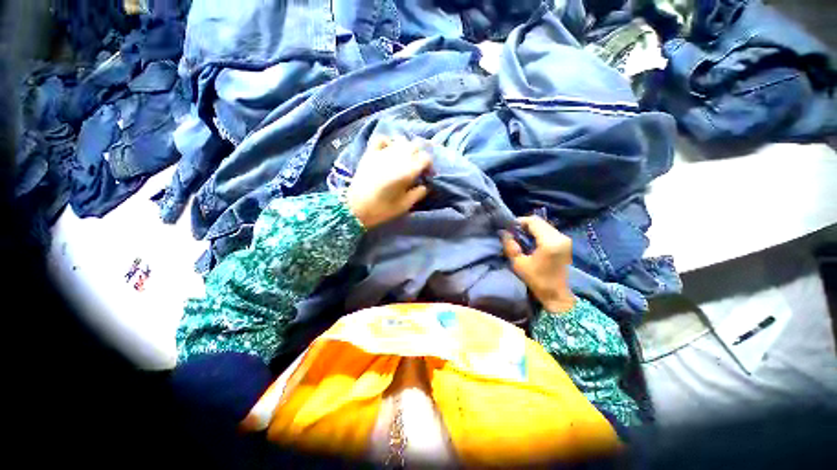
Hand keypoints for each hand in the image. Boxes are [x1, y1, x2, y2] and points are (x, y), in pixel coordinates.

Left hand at [346, 136, 431, 228]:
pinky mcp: (370, 153)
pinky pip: (381, 138)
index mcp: (407, 171)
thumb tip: (424, 185)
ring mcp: (382, 153)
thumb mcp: (404, 206)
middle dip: (419, 155)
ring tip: (404, 158)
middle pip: (415, 146)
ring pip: (400, 140)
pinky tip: (389, 149)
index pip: (425, 158)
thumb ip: (418, 194)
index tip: (427, 175)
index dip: (429, 165)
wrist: (355, 208)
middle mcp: (397, 158)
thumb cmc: (382, 209)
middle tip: (417, 167)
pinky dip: (388, 141)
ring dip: (406, 147)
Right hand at [502, 216, 575, 312]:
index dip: (519, 222)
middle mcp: (560, 237)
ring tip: (521, 238)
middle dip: (525, 225)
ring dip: (532, 229)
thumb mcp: (519, 264)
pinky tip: (531, 242)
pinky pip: (549, 231)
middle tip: (513, 234)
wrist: (557, 295)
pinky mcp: (566, 244)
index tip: (509, 229)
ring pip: (545, 226)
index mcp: (550, 242)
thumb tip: (504, 232)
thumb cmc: (537, 280)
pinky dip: (538, 233)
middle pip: (540, 222)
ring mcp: (565, 240)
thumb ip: (510, 246)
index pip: (533, 221)